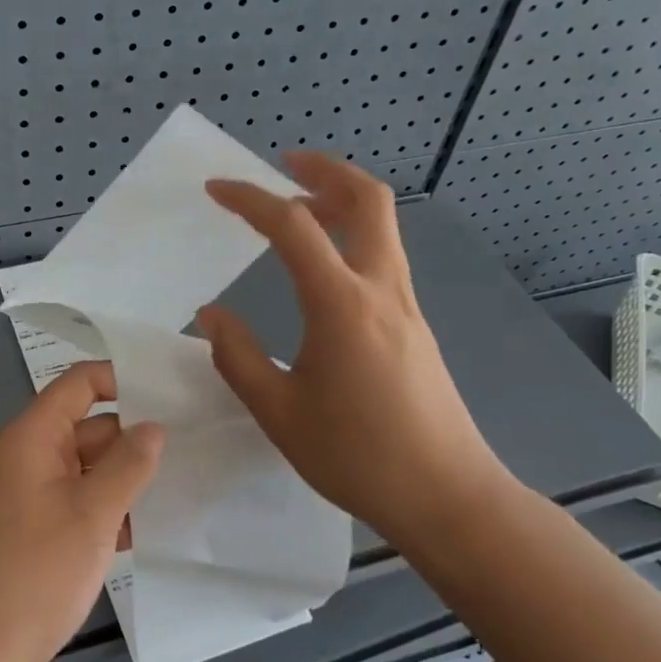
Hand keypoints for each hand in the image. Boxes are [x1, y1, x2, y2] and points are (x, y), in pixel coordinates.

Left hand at [0, 362, 162, 661]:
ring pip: (88, 471)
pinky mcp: (36, 536)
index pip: (80, 384)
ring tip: (189, 481)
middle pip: (89, 427)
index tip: (173, 390)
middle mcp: (28, 459)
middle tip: (198, 442)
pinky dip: (111, 511)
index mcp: (31, 438)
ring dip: (128, 478)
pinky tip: (153, 528)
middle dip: (136, 435)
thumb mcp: (90, 516)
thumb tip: (154, 426)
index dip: (123, 378)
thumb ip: (127, 466)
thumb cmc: (31, 576)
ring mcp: (31, 499)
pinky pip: (80, 506)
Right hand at [196, 153, 514, 534]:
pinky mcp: (415, 324)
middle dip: (324, 169)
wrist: (448, 497)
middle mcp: (381, 289)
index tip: (216, 189)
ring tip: (298, 209)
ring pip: (382, 225)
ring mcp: (406, 304)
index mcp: (341, 304)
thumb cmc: (357, 457)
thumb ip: (238, 357)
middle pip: (368, 199)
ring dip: (342, 200)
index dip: (250, 199)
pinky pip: (384, 256)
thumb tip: (212, 315)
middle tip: (285, 165)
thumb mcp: (279, 412)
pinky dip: (352, 236)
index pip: (292, 226)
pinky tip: (324, 268)